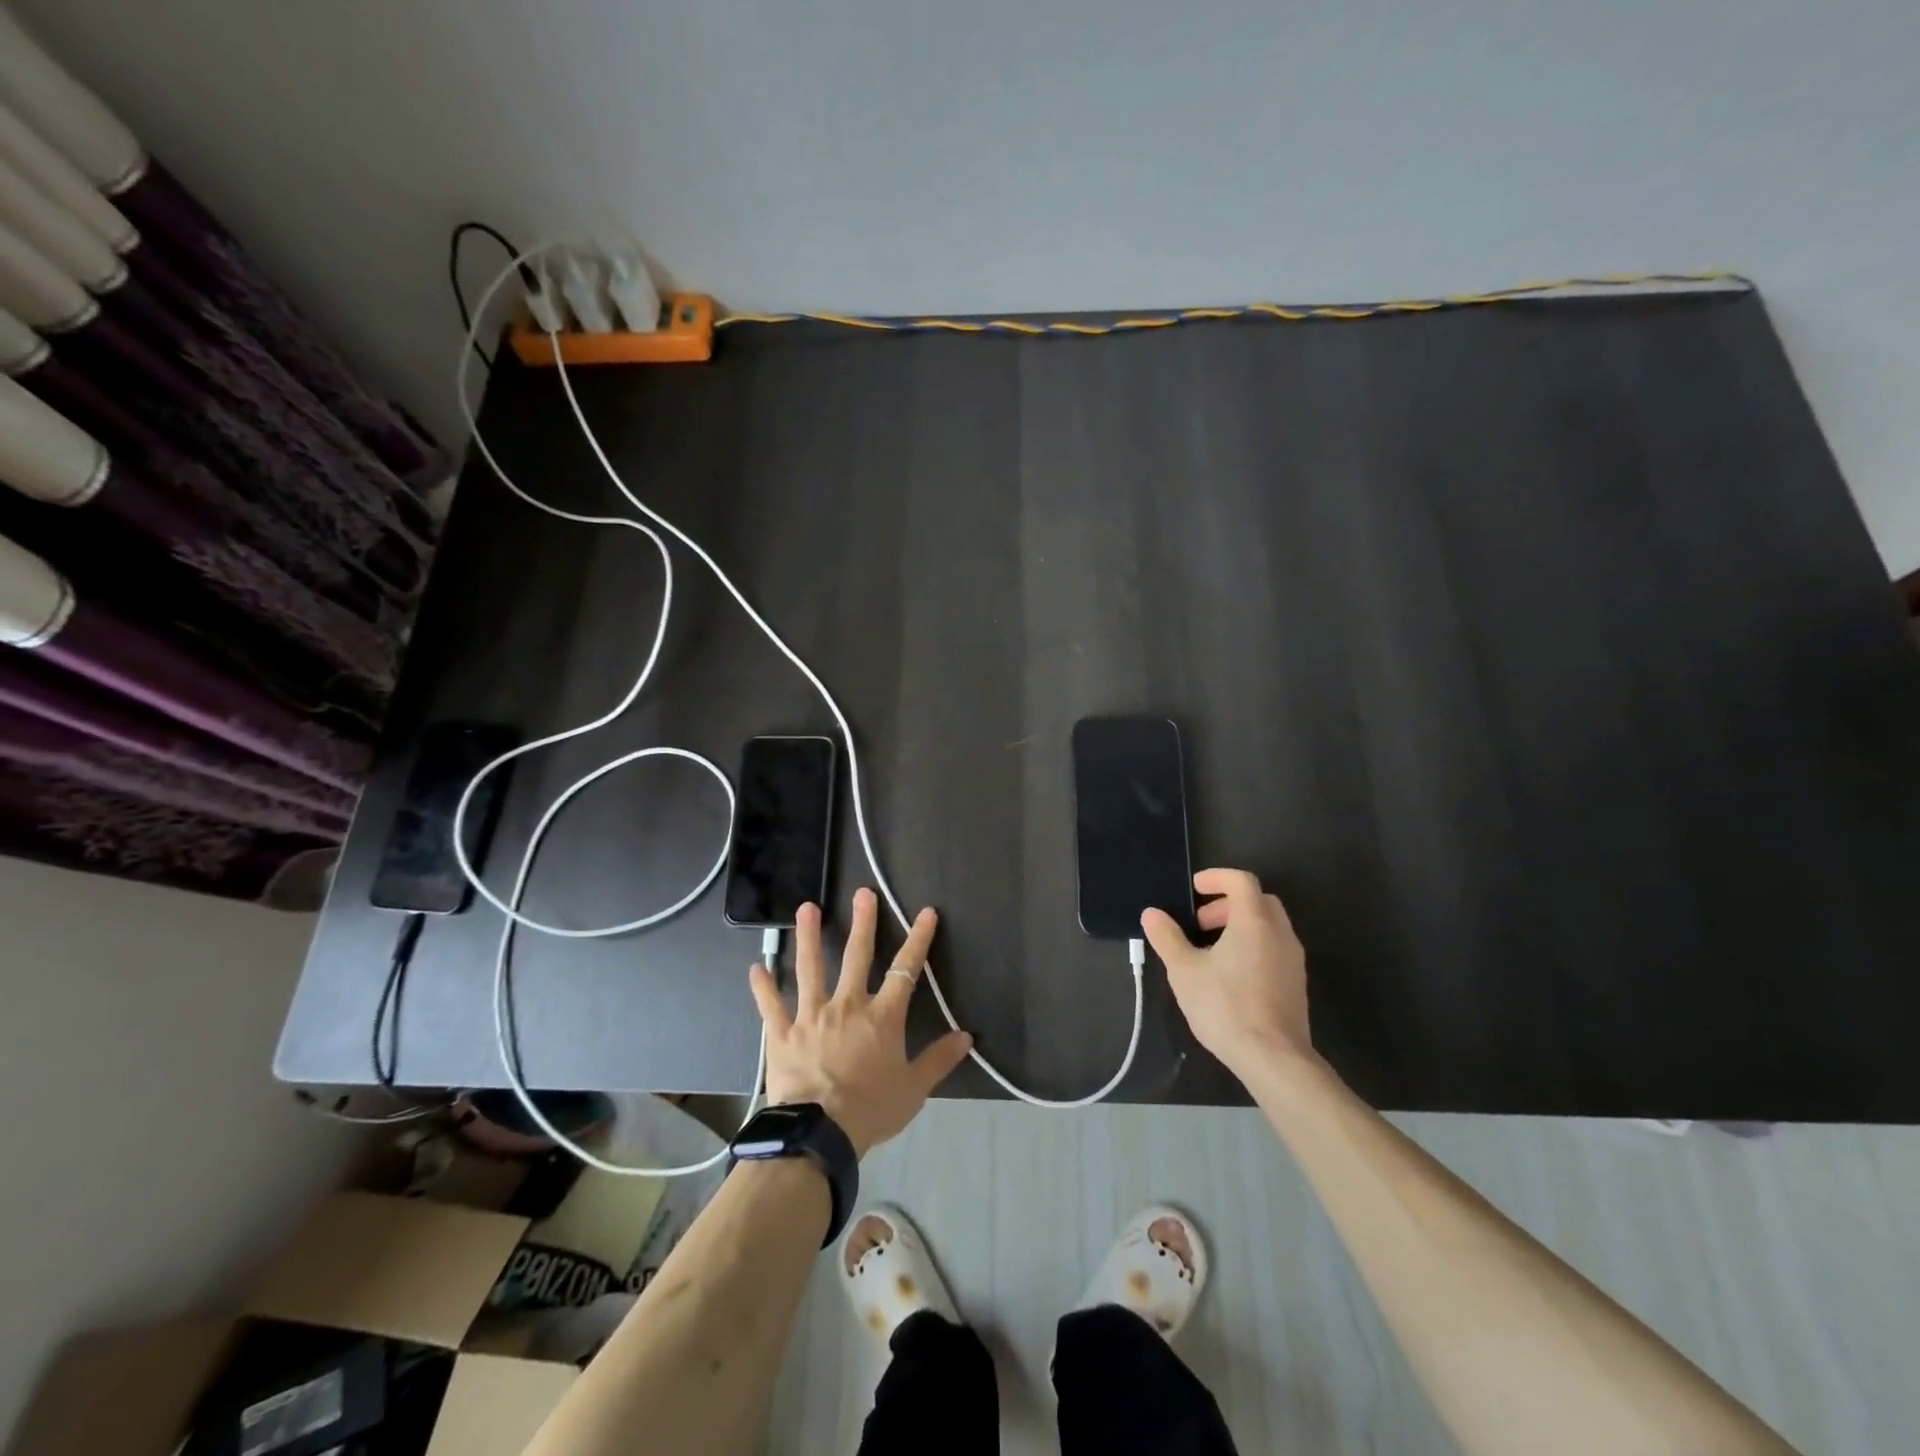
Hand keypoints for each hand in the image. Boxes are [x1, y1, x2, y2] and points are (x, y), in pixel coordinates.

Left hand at [748, 889, 972, 1157]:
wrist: (819, 1133)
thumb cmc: (871, 1109)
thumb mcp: (914, 1088)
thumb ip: (939, 1059)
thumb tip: (967, 1036)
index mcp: (882, 1016)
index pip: (906, 970)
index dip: (918, 939)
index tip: (926, 913)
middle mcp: (847, 1005)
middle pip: (857, 956)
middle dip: (863, 923)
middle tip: (862, 893)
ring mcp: (811, 1016)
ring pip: (810, 968)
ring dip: (809, 936)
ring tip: (806, 908)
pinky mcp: (782, 1034)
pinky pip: (771, 1006)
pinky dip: (763, 987)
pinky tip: (756, 967)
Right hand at [1141, 868, 1315, 1082]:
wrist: (1274, 1058)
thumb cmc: (1226, 1006)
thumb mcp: (1184, 971)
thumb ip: (1167, 937)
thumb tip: (1152, 914)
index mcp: (1254, 922)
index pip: (1242, 881)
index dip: (1217, 877)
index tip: (1195, 888)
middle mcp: (1280, 933)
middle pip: (1258, 901)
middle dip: (1228, 904)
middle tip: (1200, 922)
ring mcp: (1293, 959)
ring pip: (1269, 926)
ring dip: (1241, 926)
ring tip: (1211, 950)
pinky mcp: (1296, 983)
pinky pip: (1275, 948)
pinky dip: (1253, 945)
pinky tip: (1231, 975)